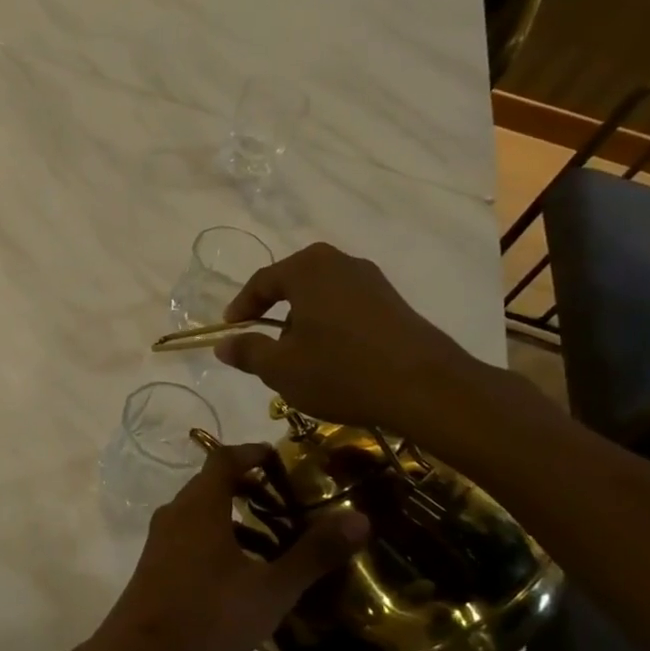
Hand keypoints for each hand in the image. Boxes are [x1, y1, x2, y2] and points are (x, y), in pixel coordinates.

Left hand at [90, 444, 368, 650]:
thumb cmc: (210, 612)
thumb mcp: (271, 587)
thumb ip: (313, 553)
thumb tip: (359, 518)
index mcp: (200, 505)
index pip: (223, 459)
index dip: (252, 452)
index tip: (280, 457)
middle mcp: (176, 513)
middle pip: (211, 484)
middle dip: (248, 487)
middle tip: (287, 502)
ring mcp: (161, 539)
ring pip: (201, 514)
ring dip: (235, 519)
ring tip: (274, 543)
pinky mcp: (156, 564)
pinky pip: (191, 536)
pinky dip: (218, 540)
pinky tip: (243, 574)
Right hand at [214, 242, 484, 439]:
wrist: (426, 388)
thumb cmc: (340, 371)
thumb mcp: (280, 368)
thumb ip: (247, 352)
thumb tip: (223, 344)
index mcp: (307, 268)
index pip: (261, 281)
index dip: (241, 307)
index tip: (230, 330)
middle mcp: (340, 262)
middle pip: (293, 283)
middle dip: (274, 312)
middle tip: (262, 341)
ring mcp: (372, 281)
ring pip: (321, 295)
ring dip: (303, 320)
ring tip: (297, 355)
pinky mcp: (394, 302)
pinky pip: (347, 307)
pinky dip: (330, 326)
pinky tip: (332, 357)